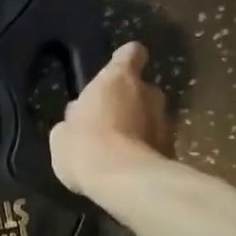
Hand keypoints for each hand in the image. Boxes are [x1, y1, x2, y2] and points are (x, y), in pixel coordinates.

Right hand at [49, 42, 171, 195]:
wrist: (123, 181)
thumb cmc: (85, 147)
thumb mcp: (62, 135)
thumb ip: (73, 120)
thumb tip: (78, 118)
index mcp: (118, 79)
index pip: (130, 54)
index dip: (124, 60)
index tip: (116, 70)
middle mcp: (149, 93)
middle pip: (141, 89)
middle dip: (128, 103)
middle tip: (107, 124)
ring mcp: (166, 121)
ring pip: (151, 118)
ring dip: (138, 128)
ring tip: (118, 150)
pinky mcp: (173, 149)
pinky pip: (156, 144)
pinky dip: (145, 151)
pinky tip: (128, 168)